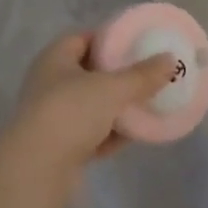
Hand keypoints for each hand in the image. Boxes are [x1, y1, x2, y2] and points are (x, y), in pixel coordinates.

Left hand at [9, 32, 179, 174]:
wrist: (37, 169)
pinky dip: (109, 134)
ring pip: (91, 105)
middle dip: (117, 76)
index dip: (108, 39)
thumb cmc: (70, 112)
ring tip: (146, 105)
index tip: (136, 45)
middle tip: (147, 76)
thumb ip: (142, 75)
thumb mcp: (111, 88)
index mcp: (55, 58)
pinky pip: (91, 133)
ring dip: (116, 107)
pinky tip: (133, 136)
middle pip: (89, 73)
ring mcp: (53, 116)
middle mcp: (49, 83)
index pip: (82, 38)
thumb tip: (170, 59)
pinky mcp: (59, 146)